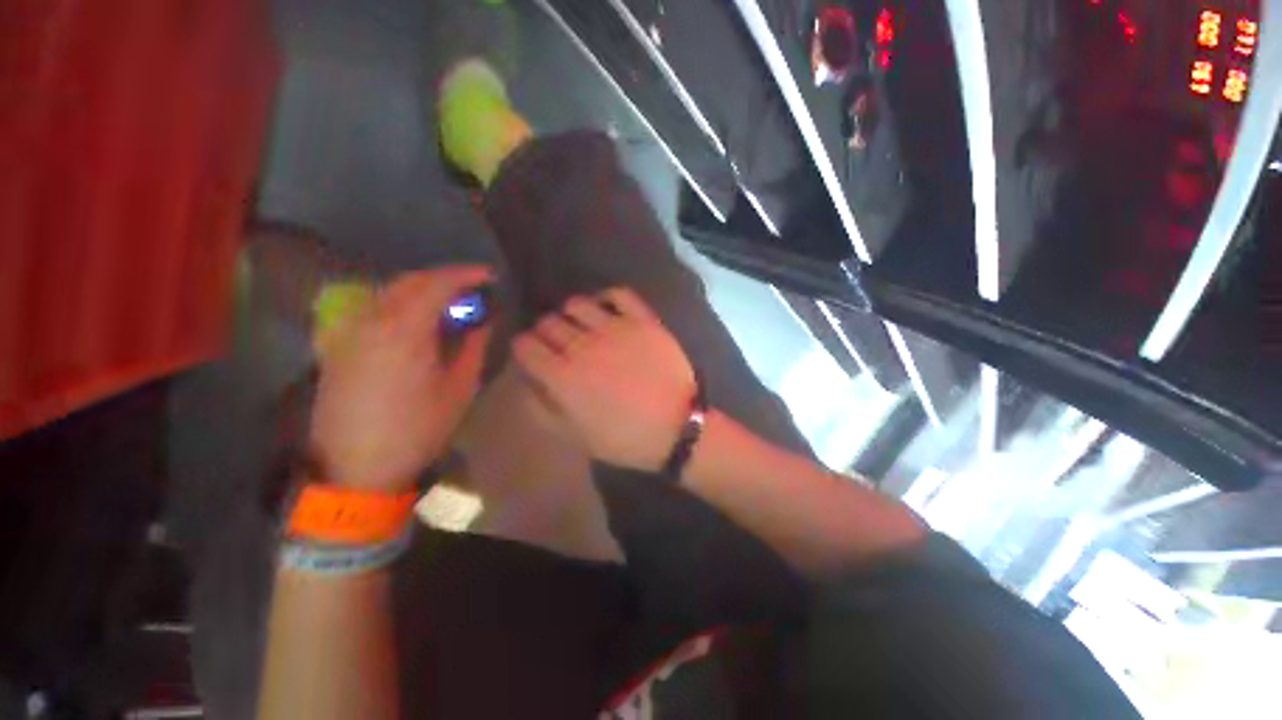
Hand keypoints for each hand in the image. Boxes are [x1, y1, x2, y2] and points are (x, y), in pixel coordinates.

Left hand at [308, 266, 492, 491]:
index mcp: (404, 332)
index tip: (489, 276)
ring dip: (423, 290)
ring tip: (450, 304)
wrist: (355, 467)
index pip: (436, 284)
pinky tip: (417, 322)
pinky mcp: (339, 345)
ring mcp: (350, 332)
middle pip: (410, 281)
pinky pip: (374, 309)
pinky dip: (401, 304)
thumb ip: (473, 346)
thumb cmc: (417, 430)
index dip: (465, 275)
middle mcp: (371, 322)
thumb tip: (484, 319)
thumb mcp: (459, 388)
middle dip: (445, 279)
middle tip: (473, 291)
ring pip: (389, 292)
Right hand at [513, 288, 694, 470]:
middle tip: (558, 346)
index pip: (525, 345)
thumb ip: (542, 408)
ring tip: (581, 329)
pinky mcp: (642, 320)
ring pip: (576, 304)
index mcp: (563, 375)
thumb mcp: (575, 436)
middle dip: (545, 333)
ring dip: (571, 315)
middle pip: (548, 322)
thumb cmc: (624, 437)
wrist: (676, 427)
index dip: (524, 348)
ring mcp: (615, 328)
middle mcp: (583, 345)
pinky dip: (607, 298)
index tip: (532, 355)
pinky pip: (618, 294)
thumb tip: (527, 380)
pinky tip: (607, 311)